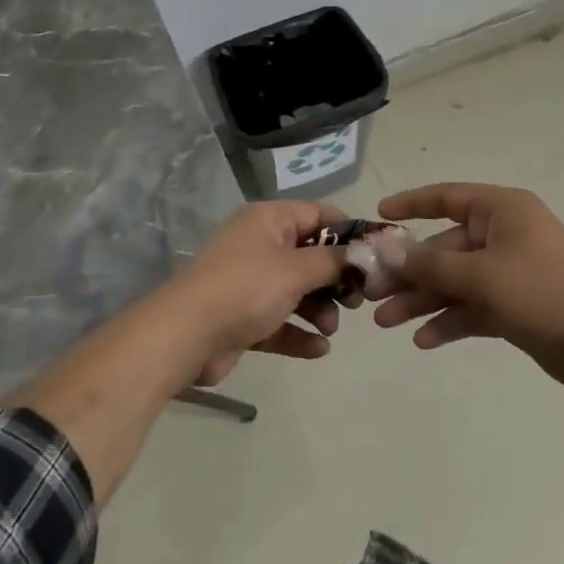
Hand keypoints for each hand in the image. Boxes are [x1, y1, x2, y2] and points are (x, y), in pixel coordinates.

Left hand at [165, 201, 351, 386]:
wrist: (186, 335)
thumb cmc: (246, 288)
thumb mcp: (297, 269)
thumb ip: (335, 261)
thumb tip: (365, 253)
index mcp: (268, 220)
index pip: (319, 215)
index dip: (349, 233)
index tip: (376, 257)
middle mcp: (259, 245)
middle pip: (310, 256)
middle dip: (336, 279)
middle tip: (357, 301)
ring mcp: (250, 282)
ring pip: (297, 291)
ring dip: (320, 310)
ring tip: (330, 328)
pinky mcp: (243, 318)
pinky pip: (280, 321)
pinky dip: (299, 333)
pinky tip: (319, 349)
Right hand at [371, 183, 563, 393]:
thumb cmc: (543, 292)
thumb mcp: (480, 275)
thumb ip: (429, 264)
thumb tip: (385, 249)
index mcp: (502, 210)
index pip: (447, 197)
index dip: (410, 204)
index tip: (377, 217)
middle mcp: (505, 235)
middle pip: (444, 247)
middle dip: (409, 271)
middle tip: (372, 293)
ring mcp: (511, 272)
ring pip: (455, 281)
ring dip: (423, 300)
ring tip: (386, 322)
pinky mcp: (516, 306)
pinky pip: (473, 307)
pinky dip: (449, 320)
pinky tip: (424, 340)